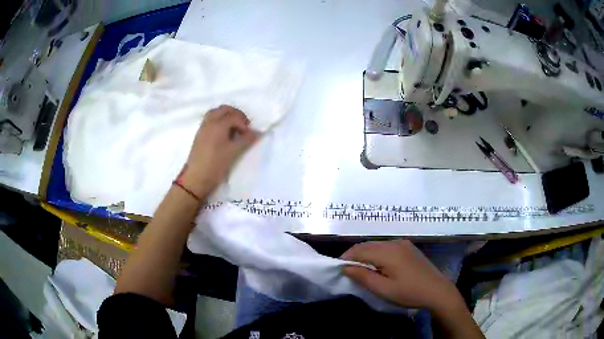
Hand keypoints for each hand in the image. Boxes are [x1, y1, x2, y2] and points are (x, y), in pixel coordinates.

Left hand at [181, 105, 257, 196]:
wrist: (196, 178)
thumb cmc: (216, 164)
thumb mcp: (233, 152)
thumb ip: (246, 140)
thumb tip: (257, 132)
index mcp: (218, 124)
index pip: (235, 116)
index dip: (244, 124)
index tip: (249, 135)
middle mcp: (209, 122)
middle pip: (224, 109)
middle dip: (236, 115)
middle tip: (243, 127)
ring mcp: (203, 127)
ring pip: (216, 113)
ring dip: (226, 116)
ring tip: (234, 129)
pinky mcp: (200, 135)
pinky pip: (210, 120)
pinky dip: (219, 121)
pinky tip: (224, 134)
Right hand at [341, 240, 463, 311]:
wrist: (437, 291)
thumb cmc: (409, 292)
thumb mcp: (383, 289)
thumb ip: (363, 276)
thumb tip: (345, 267)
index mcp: (388, 252)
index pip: (360, 249)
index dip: (346, 257)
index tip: (338, 269)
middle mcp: (395, 243)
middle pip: (368, 245)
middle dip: (355, 255)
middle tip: (347, 270)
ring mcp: (403, 244)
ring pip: (377, 245)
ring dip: (366, 254)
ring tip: (360, 269)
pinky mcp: (409, 248)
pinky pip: (387, 247)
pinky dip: (377, 254)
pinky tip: (378, 266)